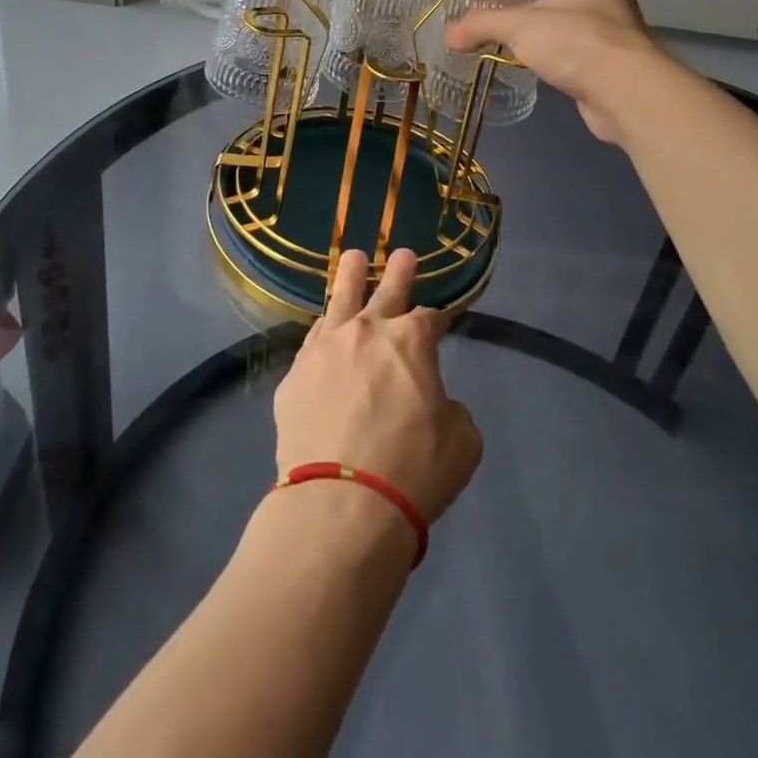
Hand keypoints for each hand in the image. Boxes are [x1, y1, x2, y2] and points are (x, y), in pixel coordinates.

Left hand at [273, 248, 482, 525]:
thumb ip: (451, 409)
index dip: (439, 317)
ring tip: (352, 257)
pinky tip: (324, 325)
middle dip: (398, 271)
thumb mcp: (462, 442)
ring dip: (349, 276)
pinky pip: (312, 340)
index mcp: (411, 340)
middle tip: (403, 253)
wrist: (341, 504)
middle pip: (385, 290)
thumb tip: (432, 403)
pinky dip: (324, 329)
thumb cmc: (413, 470)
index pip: (430, 317)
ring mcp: (325, 348)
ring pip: (338, 298)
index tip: (442, 319)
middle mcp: (366, 331)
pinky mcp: (295, 374)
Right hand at [444, 0, 659, 144]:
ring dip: (543, 22)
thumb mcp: (519, 26)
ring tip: (509, 32)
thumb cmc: (574, 41)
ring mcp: (612, 24)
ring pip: (569, 15)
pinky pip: (576, 44)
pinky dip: (555, 48)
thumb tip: (448, 35)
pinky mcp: (612, 56)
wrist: (624, 91)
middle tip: (496, 2)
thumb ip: (481, 24)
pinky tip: (533, 60)